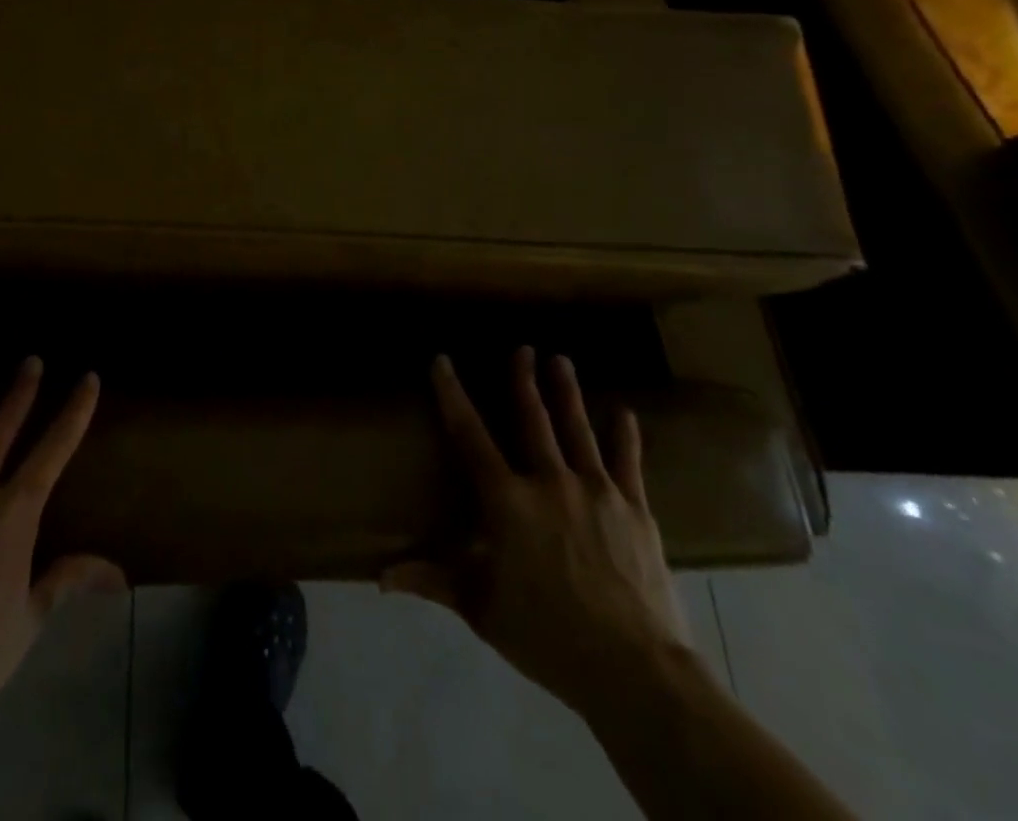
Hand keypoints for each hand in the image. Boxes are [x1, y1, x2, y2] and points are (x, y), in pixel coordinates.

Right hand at [381, 348, 691, 717]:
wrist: (634, 670)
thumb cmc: (548, 636)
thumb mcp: (482, 609)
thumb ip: (433, 581)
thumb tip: (381, 577)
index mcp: (507, 501)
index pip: (470, 435)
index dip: (452, 395)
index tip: (442, 361)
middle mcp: (549, 482)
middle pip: (533, 419)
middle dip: (524, 380)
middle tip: (522, 348)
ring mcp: (596, 491)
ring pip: (578, 429)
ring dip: (567, 392)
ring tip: (561, 360)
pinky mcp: (635, 510)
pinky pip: (628, 463)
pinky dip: (626, 436)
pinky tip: (626, 412)